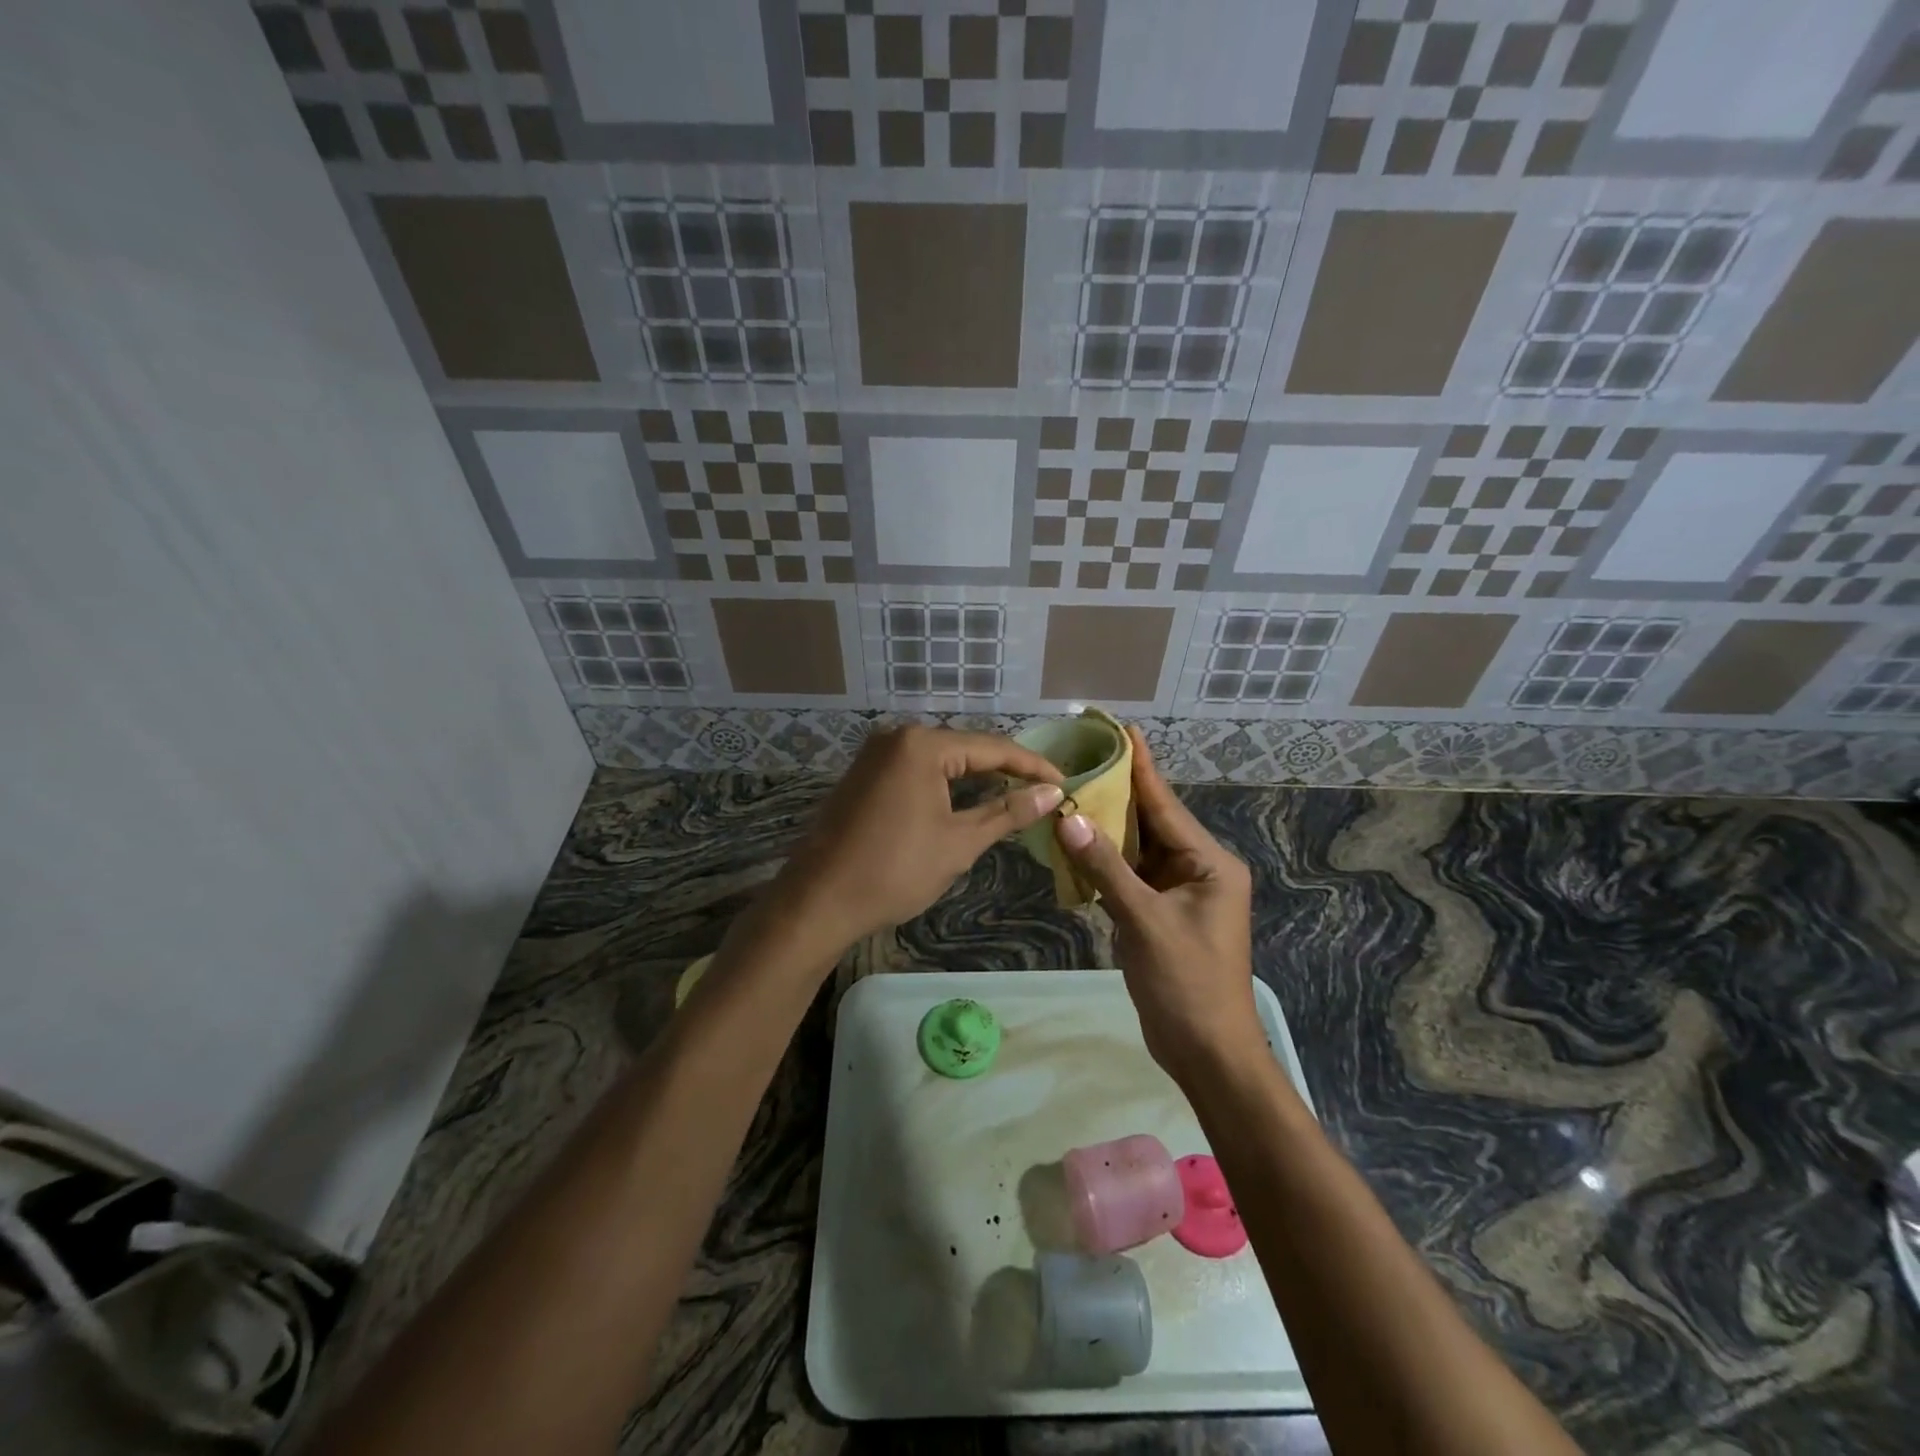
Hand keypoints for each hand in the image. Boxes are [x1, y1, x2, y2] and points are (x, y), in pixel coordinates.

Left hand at [774, 725, 1063, 949]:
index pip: (992, 747)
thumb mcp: (960, 842)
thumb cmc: (895, 870)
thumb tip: (1052, 792)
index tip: (1066, 782)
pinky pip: (917, 770)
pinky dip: (946, 784)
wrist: (820, 900)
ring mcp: (876, 754)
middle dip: (1005, 770)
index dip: (1032, 766)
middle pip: (966, 748)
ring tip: (1015, 796)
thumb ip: (1008, 812)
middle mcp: (897, 736)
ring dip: (976, 778)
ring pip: (941, 760)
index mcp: (922, 745)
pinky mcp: (865, 774)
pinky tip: (969, 800)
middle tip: (1044, 790)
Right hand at [1053, 726, 1261, 1080]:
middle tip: (1083, 757)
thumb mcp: (1145, 922)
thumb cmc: (1187, 984)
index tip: (1123, 730)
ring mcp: (1178, 894)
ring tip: (1071, 791)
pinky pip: (1129, 877)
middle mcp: (1198, 870)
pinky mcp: (1159, 915)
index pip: (1167, 805)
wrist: (1207, 1052)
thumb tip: (1068, 819)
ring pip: (1137, 850)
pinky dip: (1104, 862)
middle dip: (1117, 793)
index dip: (1142, 768)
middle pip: (1152, 822)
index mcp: (1210, 864)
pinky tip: (1076, 843)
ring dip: (1106, 828)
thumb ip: (1106, 868)